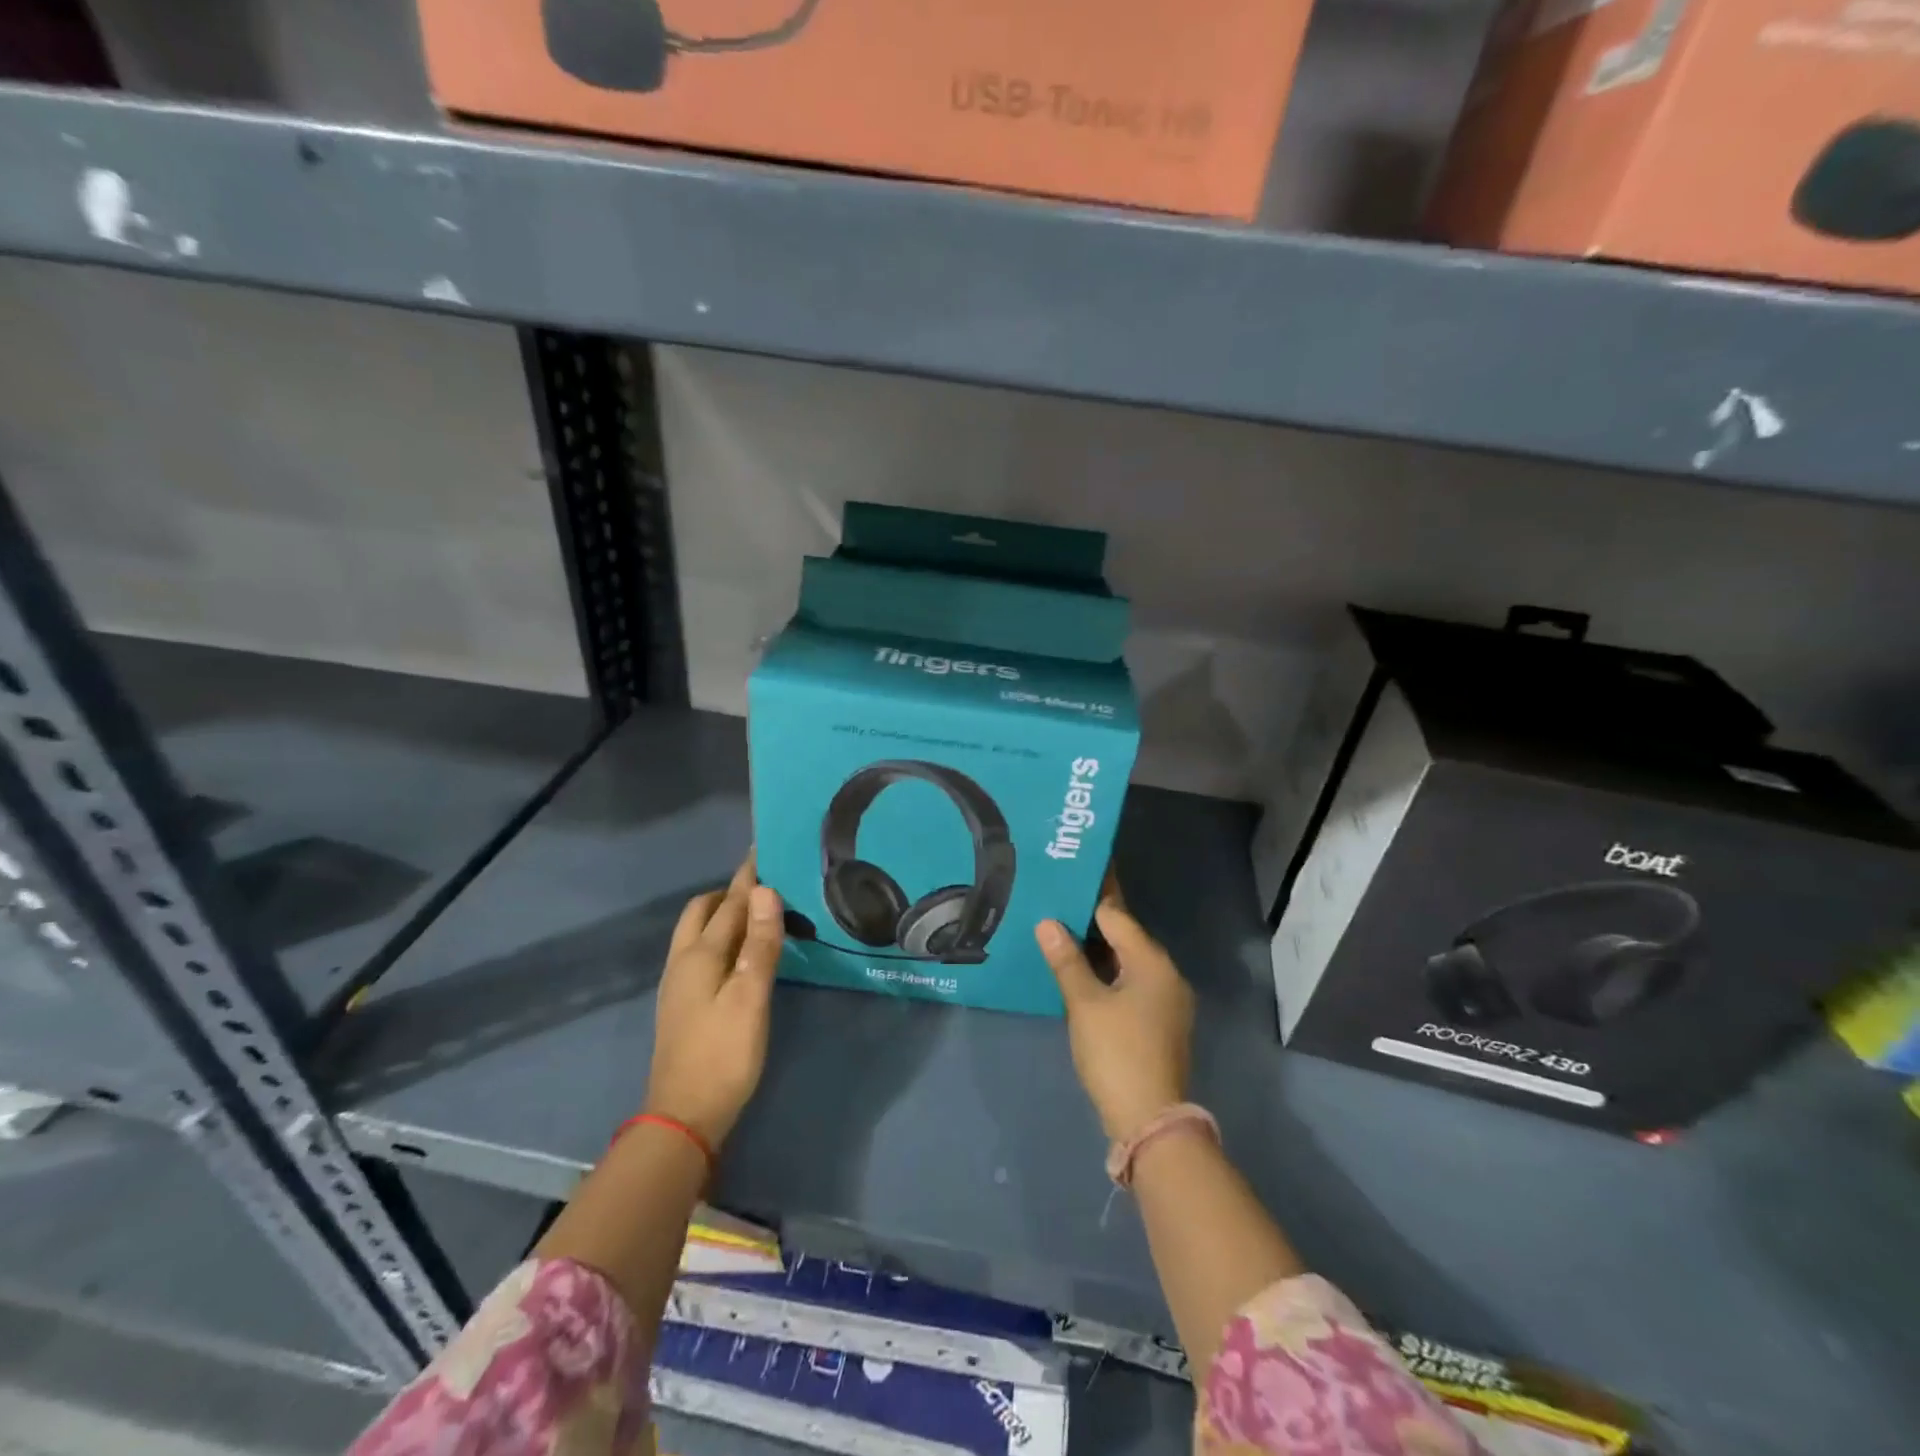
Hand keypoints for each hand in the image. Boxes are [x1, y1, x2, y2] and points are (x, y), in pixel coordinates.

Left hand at [645, 855, 783, 1148]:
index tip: (767, 849)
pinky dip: (721, 938)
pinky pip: (701, 951)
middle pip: (703, 911)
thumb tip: (765, 891)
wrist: (683, 1117)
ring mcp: (678, 983)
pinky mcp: (683, 1003)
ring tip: (760, 914)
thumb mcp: (750, 998)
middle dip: (731, 891)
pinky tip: (742, 953)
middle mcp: (683, 961)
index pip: (730, 902)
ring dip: (724, 914)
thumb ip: (759, 944)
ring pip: (698, 932)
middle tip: (767, 884)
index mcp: (700, 954)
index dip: (749, 876)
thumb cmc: (723, 1055)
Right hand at [1036, 879, 1194, 1143]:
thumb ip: (1066, 960)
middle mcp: (1167, 974)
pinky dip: (1110, 973)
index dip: (1089, 898)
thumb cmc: (1116, 1053)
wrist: (1150, 1120)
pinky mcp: (1162, 1022)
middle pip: (1126, 936)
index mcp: (1152, 961)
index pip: (1117, 916)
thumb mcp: (1084, 1004)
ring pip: (1129, 961)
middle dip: (1092, 923)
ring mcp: (1168, 1000)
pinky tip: (1083, 973)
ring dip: (1100, 950)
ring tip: (1063, 934)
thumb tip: (1047, 922)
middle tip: (1056, 906)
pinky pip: (1133, 983)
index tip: (1065, 880)